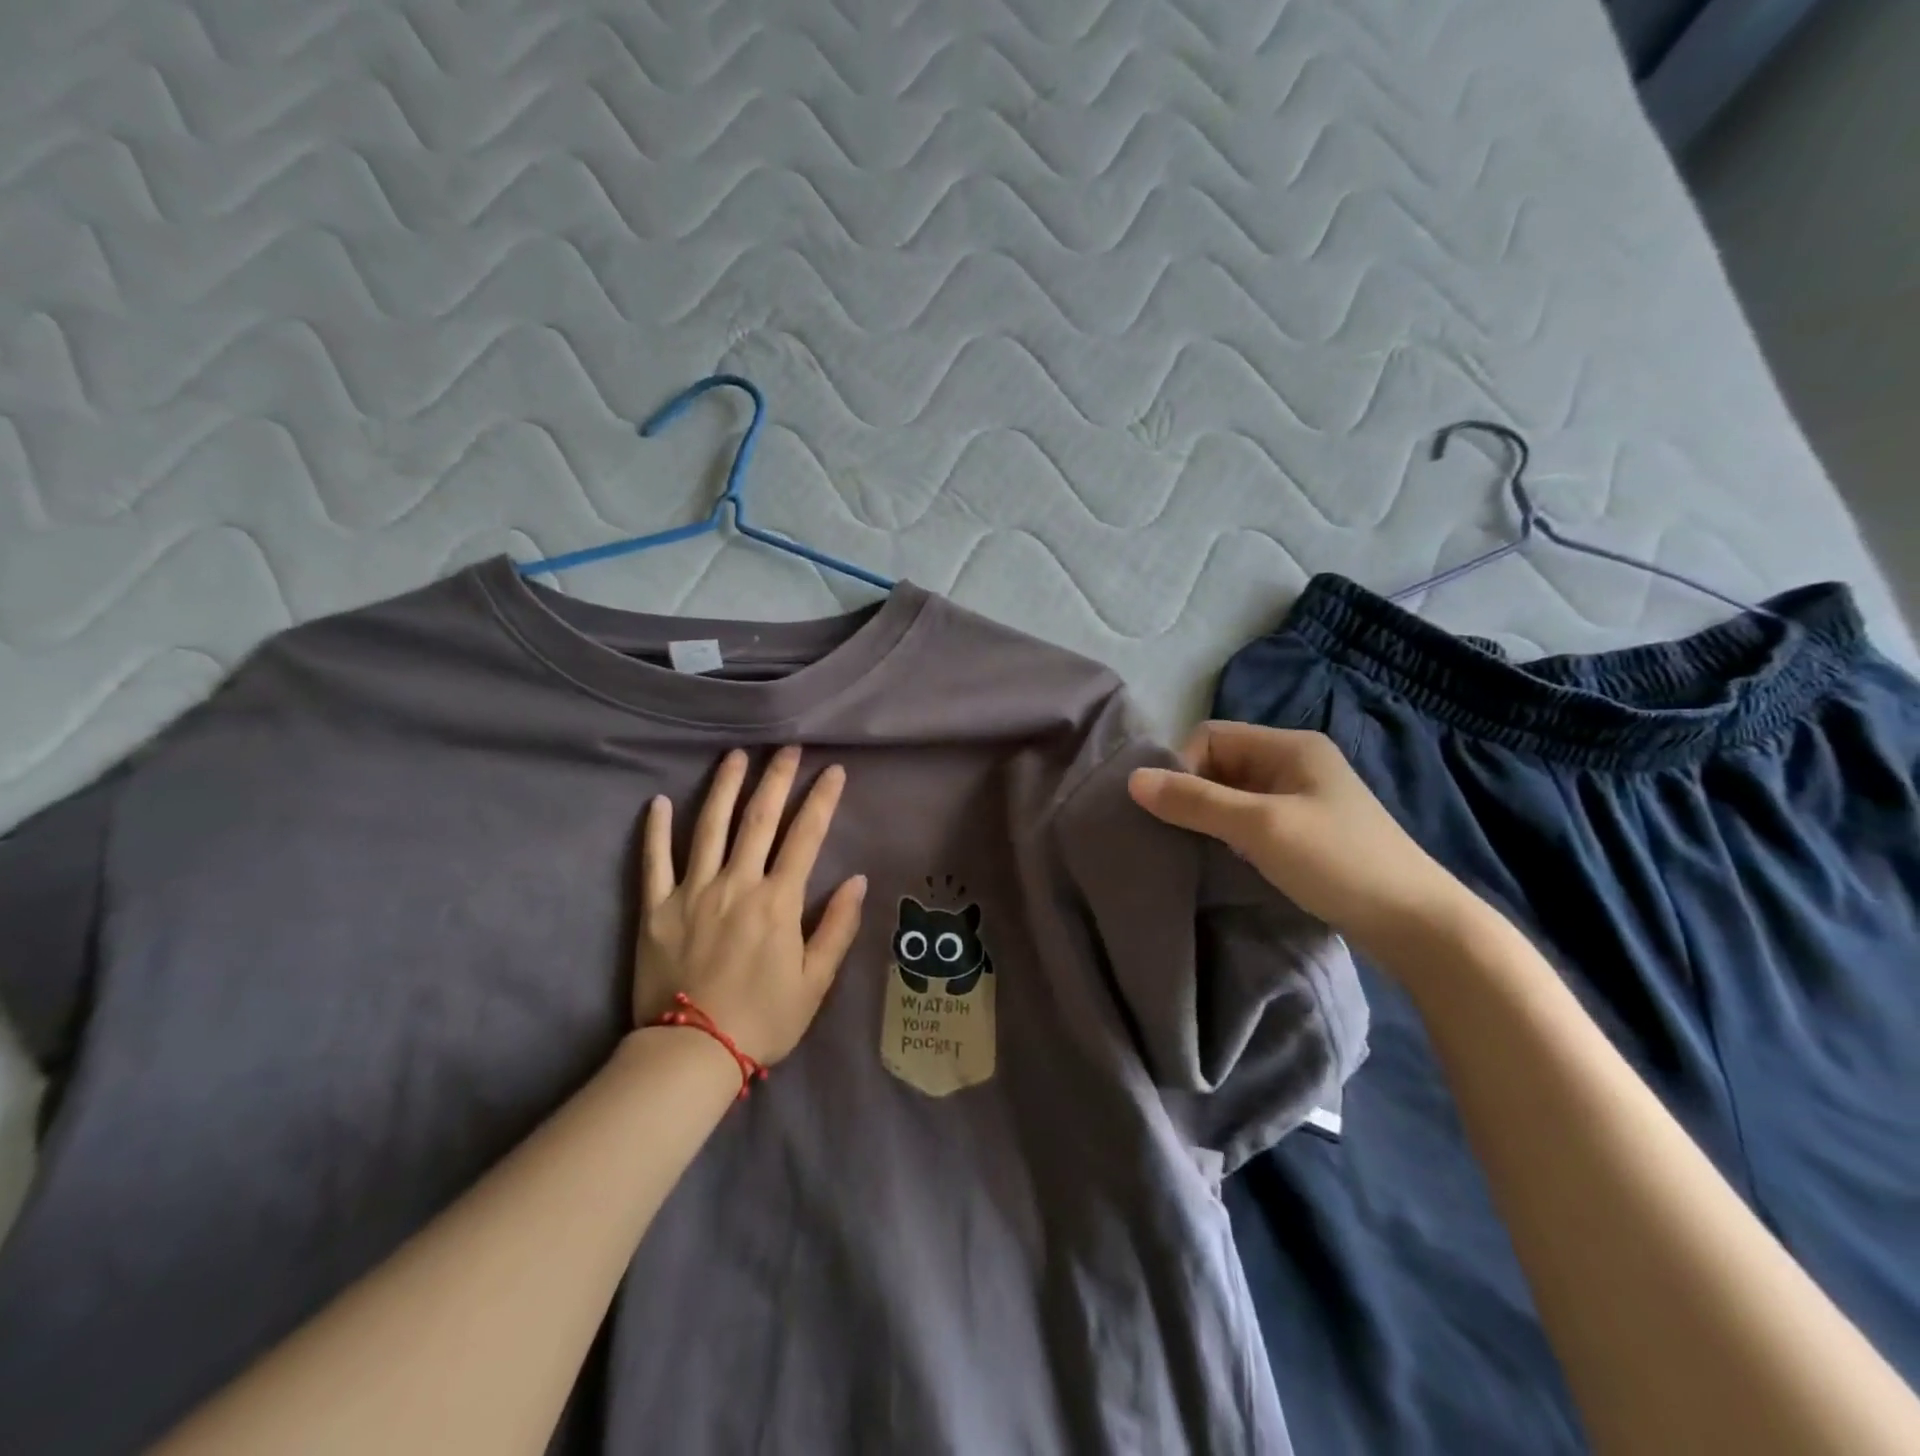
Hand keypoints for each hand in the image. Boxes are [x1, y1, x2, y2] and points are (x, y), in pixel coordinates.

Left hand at [635, 747, 866, 1064]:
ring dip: (724, 787)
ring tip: (735, 756)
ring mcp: (692, 891)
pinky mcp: (656, 907)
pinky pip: (654, 860)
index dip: (823, 799)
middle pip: (759, 819)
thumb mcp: (815, 982)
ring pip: (708, 826)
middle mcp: (736, 883)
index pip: (806, 836)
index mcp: (777, 901)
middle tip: (787, 747)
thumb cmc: (763, 1019)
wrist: (691, 1053)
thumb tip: (857, 880)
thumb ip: (837, 927)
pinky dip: (655, 829)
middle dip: (777, 778)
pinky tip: (657, 801)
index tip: (834, 770)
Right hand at [1128, 722, 1475, 959]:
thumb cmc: (1337, 862)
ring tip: (1198, 851)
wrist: (1418, 925)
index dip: (1183, 767)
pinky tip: (1225, 861)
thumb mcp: (1259, 827)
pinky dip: (1230, 835)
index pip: (1210, 737)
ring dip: (1210, 818)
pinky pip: (1250, 820)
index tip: (1175, 812)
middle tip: (1180, 835)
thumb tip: (1132, 779)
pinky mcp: (1306, 832)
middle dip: (1193, 794)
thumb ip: (1195, 801)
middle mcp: (1295, 763)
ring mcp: (1303, 799)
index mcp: (1290, 745)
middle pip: (1220, 764)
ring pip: (1233, 795)